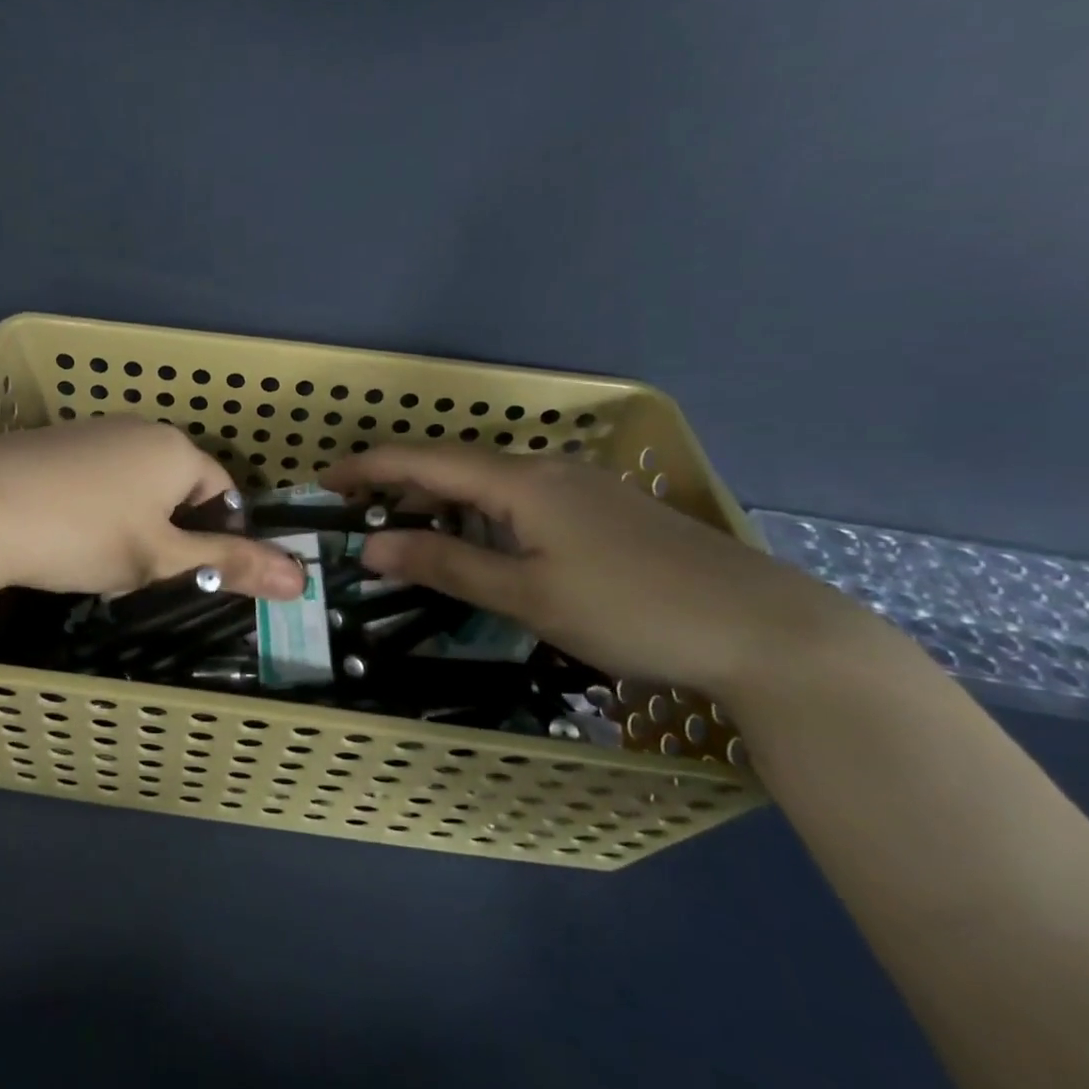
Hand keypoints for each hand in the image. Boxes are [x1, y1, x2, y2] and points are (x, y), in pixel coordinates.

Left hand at [0, 418, 306, 599]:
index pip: (221, 490)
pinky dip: (93, 507)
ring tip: (98, 559)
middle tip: (140, 571)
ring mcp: (91, 430)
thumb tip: (303, 579)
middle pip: (176, 485)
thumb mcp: (161, 559)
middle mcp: (138, 428)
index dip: (214, 534)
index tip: (185, 571)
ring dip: (131, 521)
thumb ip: (230, 566)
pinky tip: (62, 534)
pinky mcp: (52, 442)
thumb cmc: (84, 533)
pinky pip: (94, 476)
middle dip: (169, 530)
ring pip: (133, 483)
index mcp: (175, 450)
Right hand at [321, 446, 886, 699]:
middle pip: (454, 464)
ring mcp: (580, 485)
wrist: (763, 627)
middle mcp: (546, 469)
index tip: (324, 482)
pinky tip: (481, 542)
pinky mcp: (604, 508)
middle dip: (399, 483)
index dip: (369, 467)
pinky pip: (519, 497)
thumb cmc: (631, 610)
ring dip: (440, 499)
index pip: (424, 460)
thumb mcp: (527, 595)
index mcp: (520, 481)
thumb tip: (373, 545)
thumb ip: (446, 564)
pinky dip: (479, 513)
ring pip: (489, 481)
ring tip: (407, 529)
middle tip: (357, 514)